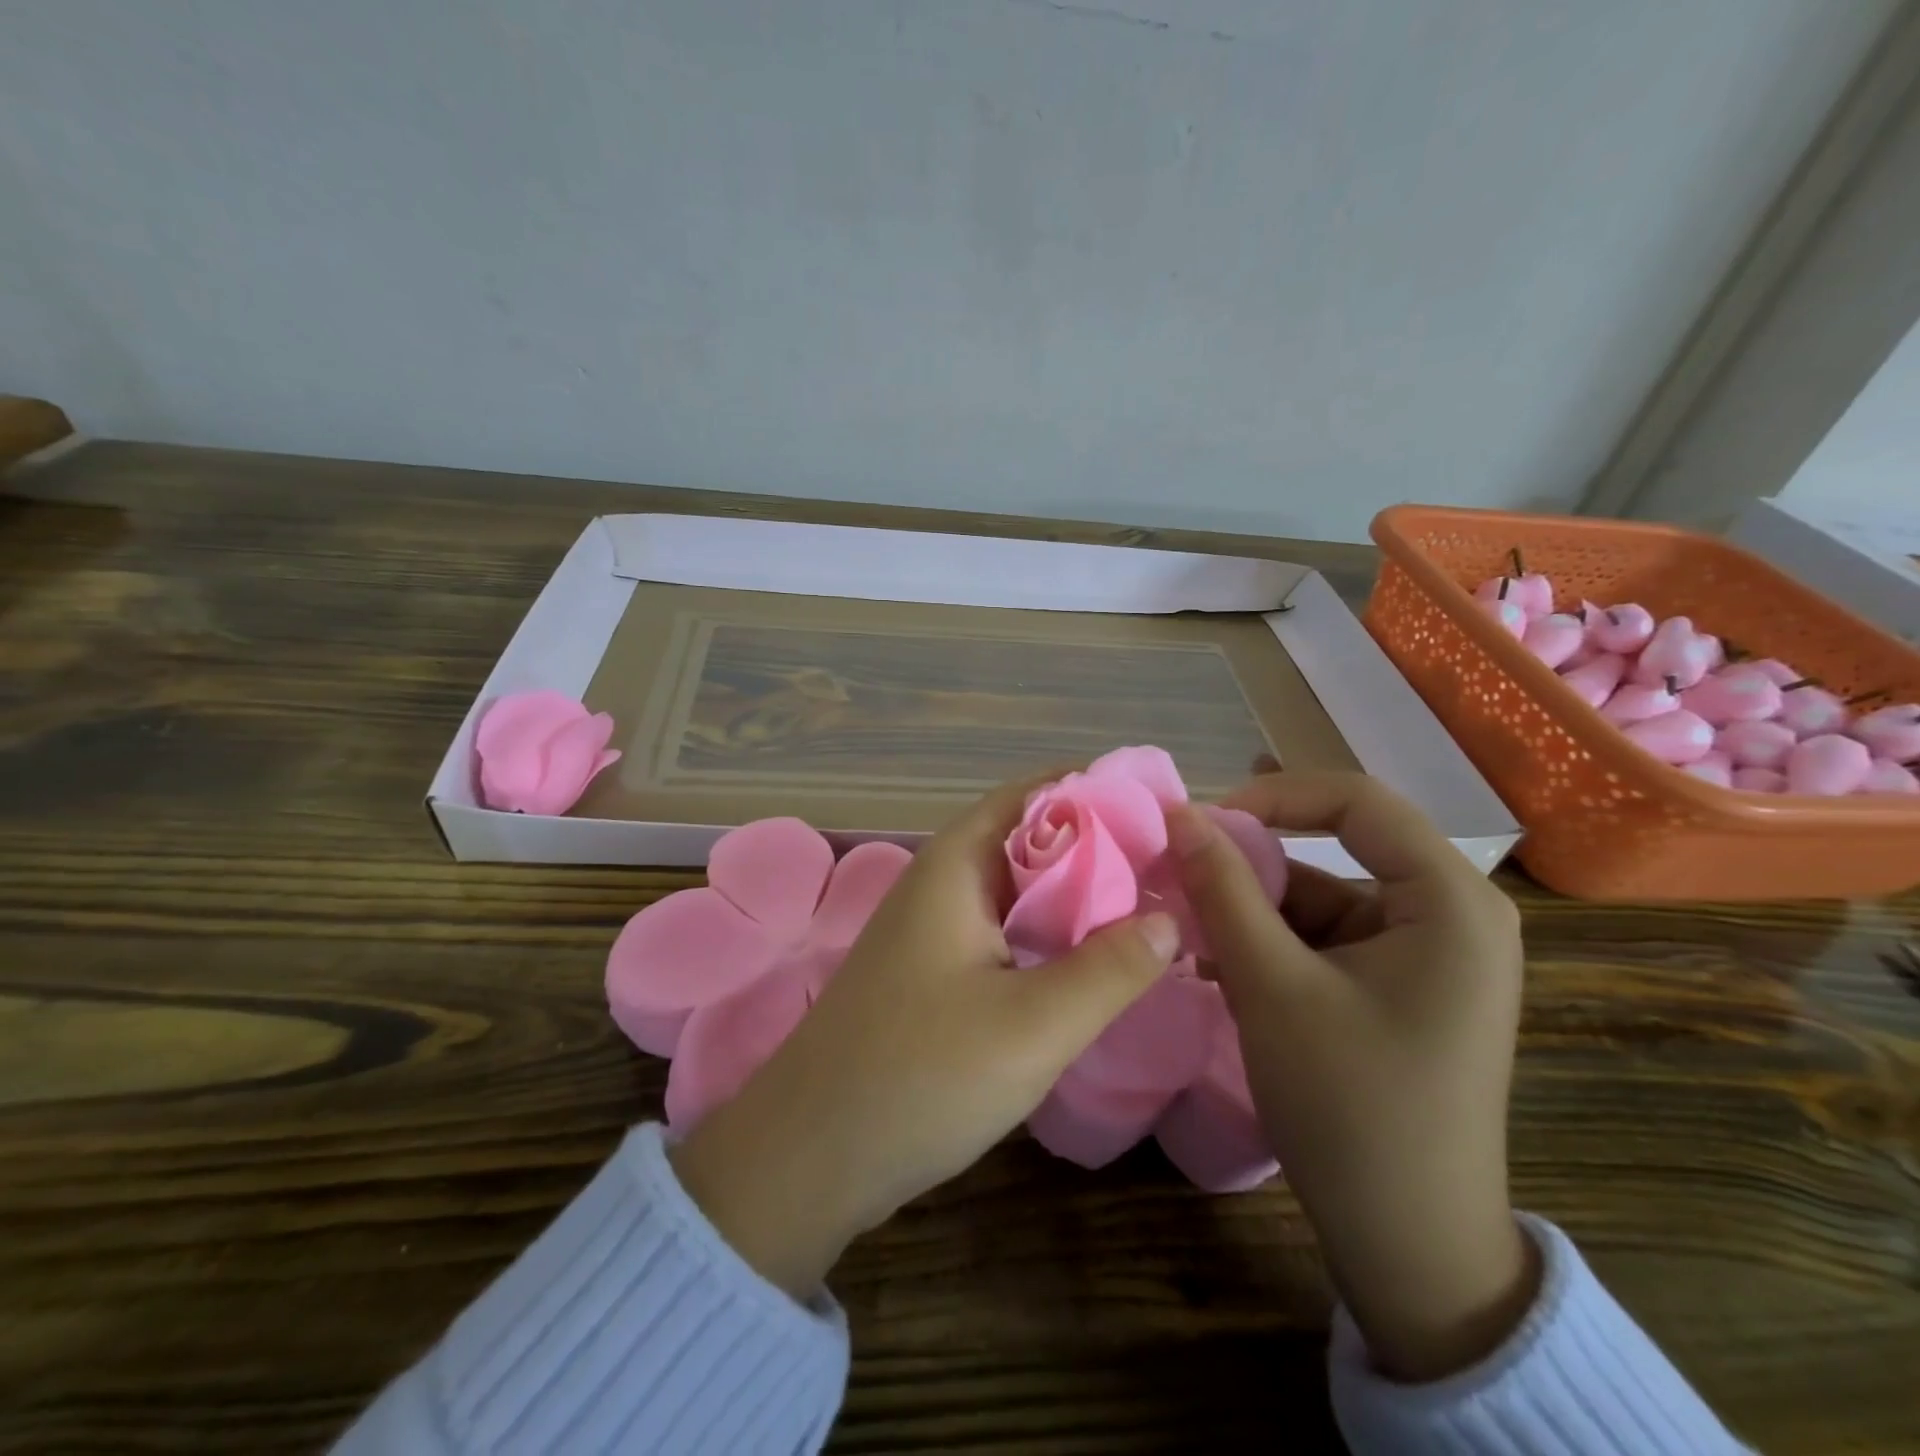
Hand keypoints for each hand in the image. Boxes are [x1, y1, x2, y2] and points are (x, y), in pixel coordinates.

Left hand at [671, 776, 1179, 1295]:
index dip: (1097, 791)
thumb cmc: (922, 1074)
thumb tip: (1169, 918)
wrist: (810, 1155)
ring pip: (1018, 890)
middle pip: (1030, 840)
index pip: (1035, 794)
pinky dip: (1049, 934)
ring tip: (1150, 906)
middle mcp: (942, 882)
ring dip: (1076, 895)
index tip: (1161, 808)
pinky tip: (1091, 962)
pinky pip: (1003, 932)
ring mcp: (933, 930)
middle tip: (1172, 864)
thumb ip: (1109, 968)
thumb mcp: (1034, 1024)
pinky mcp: (933, 973)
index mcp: (957, 864)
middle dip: (1099, 846)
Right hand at [1167, 771, 1536, 1382]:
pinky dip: (1272, 942)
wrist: (1408, 1246)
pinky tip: (1218, 962)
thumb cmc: (1349, 1105)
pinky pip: (1327, 938)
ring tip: (1188, 928)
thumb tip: (1179, 814)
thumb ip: (1223, 889)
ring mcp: (1427, 953)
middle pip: (1338, 848)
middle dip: (1253, 861)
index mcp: (1450, 901)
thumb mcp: (1271, 986)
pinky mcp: (1400, 986)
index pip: (1357, 801)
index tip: (1201, 822)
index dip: (1273, 796)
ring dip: (1254, 908)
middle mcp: (1451, 913)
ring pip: (1323, 897)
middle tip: (1180, 869)